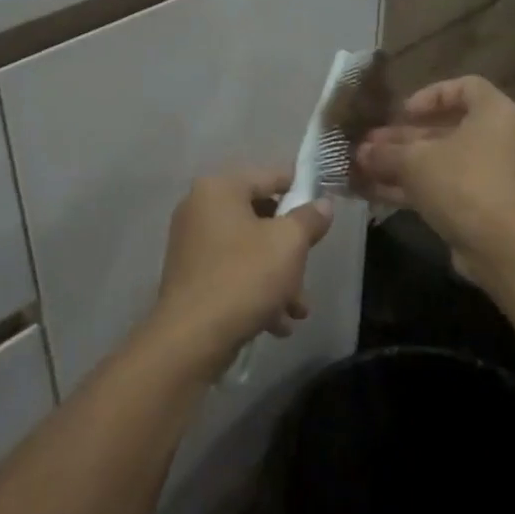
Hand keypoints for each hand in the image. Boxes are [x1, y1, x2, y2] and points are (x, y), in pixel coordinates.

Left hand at [149, 170, 333, 372]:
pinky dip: (255, 291)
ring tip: (298, 310)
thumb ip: (309, 218)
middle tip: (309, 270)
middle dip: (291, 249)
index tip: (324, 208)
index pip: (270, 176)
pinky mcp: (190, 276)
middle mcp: (199, 208)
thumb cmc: (244, 277)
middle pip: (260, 217)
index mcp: (219, 189)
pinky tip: (277, 323)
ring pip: (249, 251)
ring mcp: (191, 244)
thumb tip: (322, 204)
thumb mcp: (289, 243)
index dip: (301, 189)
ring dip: (278, 277)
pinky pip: (232, 272)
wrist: (192, 337)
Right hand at [355, 77, 514, 280]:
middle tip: (367, 143)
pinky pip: (441, 188)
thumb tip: (361, 152)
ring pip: (439, 162)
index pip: (465, 87)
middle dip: (402, 138)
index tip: (403, 112)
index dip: (431, 95)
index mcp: (494, 114)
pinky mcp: (480, 206)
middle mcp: (497, 140)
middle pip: (445, 129)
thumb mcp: (416, 161)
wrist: (502, 247)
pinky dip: (411, 188)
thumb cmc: (463, 183)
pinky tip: (373, 192)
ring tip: (361, 167)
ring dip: (400, 164)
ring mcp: (490, 176)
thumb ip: (386, 152)